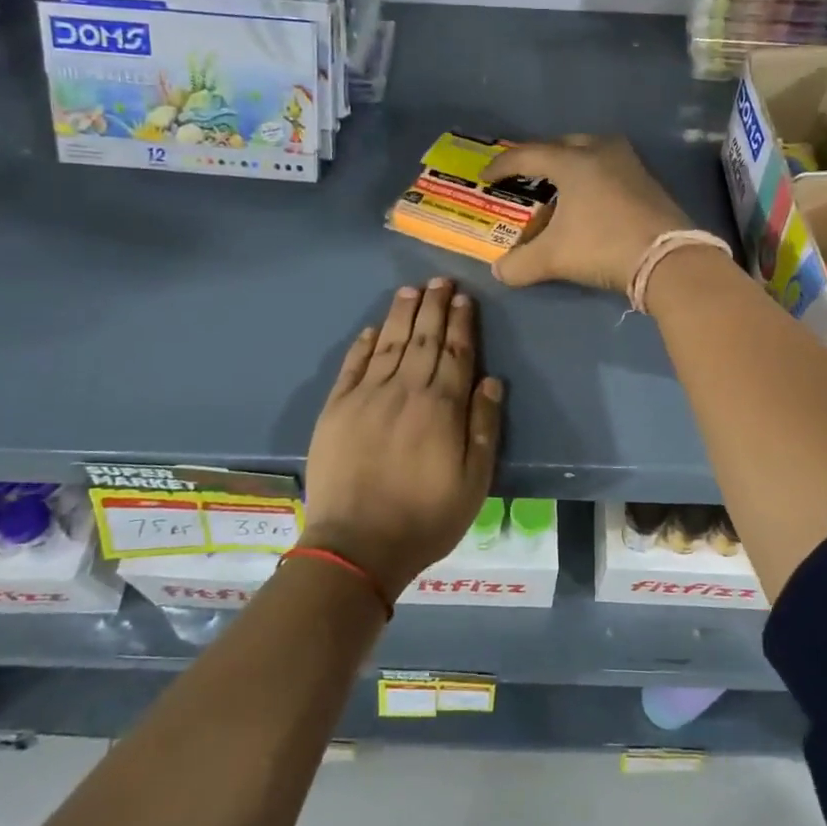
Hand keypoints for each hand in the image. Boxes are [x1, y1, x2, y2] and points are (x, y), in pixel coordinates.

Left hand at [301, 279, 502, 598]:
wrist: (356, 545)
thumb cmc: (425, 518)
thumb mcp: (473, 482)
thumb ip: (483, 428)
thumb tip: (490, 382)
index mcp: (441, 407)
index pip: (456, 353)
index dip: (461, 323)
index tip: (464, 298)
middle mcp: (404, 390)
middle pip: (423, 339)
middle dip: (434, 307)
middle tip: (440, 280)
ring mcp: (366, 396)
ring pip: (388, 344)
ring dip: (401, 315)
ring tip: (411, 290)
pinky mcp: (336, 409)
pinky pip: (352, 366)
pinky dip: (363, 344)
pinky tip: (371, 329)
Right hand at [481, 135, 691, 292]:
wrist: (668, 259)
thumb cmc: (603, 246)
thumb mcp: (554, 258)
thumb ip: (520, 264)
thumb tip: (499, 272)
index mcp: (572, 161)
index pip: (527, 155)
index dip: (502, 166)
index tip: (486, 177)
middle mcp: (600, 152)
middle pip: (561, 145)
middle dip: (539, 158)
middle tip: (524, 175)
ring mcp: (628, 163)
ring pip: (590, 152)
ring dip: (569, 164)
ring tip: (557, 185)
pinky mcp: (647, 181)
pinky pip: (609, 168)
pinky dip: (592, 177)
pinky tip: (589, 199)